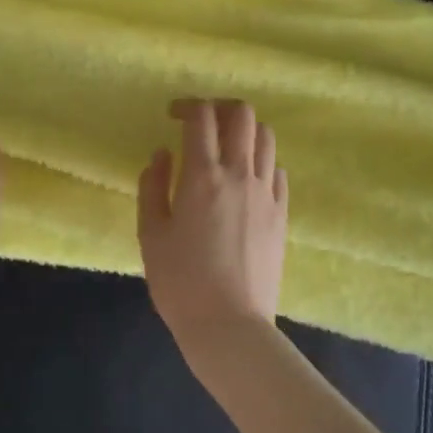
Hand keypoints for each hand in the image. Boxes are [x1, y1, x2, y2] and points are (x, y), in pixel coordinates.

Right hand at [137, 98, 288, 354]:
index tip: (173, 115)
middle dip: (220, 107)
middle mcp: (239, 174)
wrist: (230, 326)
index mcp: (203, 176)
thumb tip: (162, 154)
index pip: (201, 117)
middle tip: (203, 122)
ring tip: (227, 147)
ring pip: (265, 137)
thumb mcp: (151, 234)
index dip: (187, 106)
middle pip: (242, 115)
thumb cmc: (181, 283)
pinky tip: (246, 179)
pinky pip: (277, 170)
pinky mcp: (281, 213)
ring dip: (245, 131)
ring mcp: (266, 193)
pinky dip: (261, 162)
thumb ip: (153, 187)